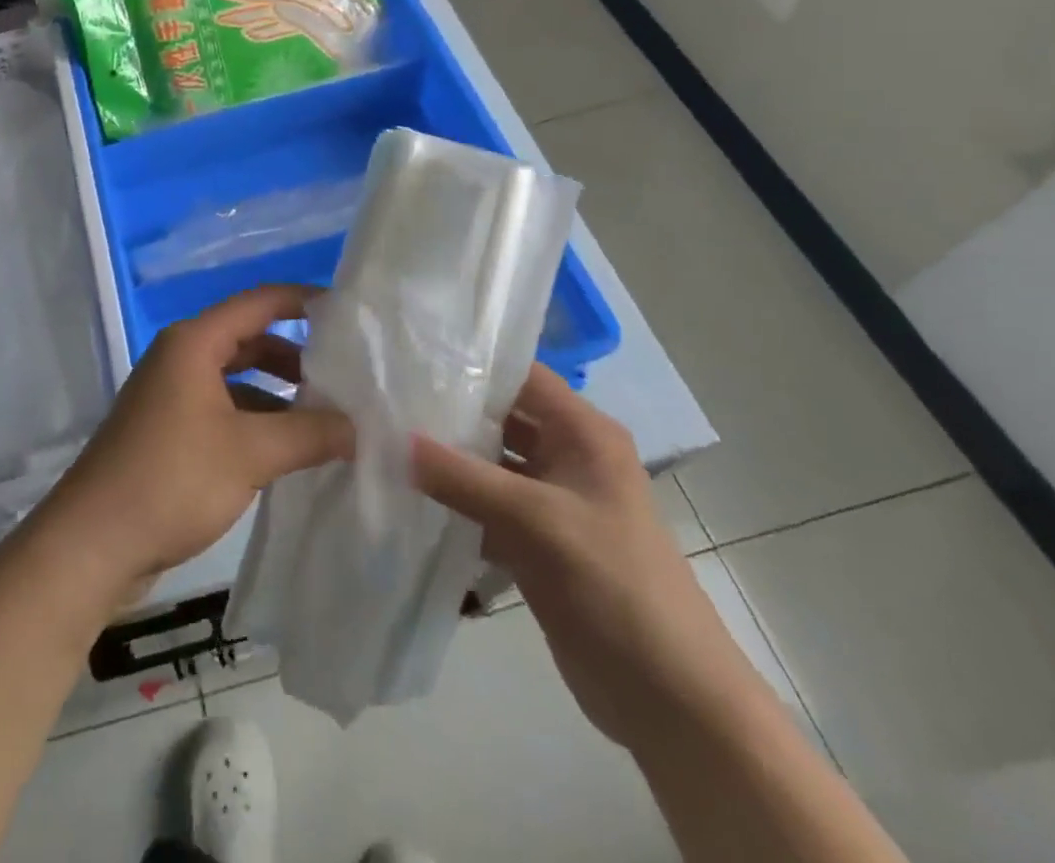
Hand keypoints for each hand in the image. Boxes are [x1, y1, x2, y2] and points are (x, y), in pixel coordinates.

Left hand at [36, 285, 353, 600]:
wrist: (92, 543)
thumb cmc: (171, 479)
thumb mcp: (250, 453)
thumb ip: (310, 433)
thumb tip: (360, 427)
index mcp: (194, 342)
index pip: (260, 302)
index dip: (304, 301)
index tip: (350, 315)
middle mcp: (181, 357)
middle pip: (250, 340)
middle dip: (297, 356)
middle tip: (346, 378)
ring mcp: (172, 395)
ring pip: (238, 379)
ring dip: (279, 395)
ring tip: (328, 420)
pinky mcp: (169, 431)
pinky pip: (224, 410)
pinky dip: (257, 422)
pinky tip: (289, 451)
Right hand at [411, 366, 767, 754]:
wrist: (668, 697)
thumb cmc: (613, 583)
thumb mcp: (535, 521)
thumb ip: (462, 477)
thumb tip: (394, 438)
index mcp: (583, 433)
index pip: (521, 374)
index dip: (471, 360)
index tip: (411, 356)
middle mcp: (568, 455)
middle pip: (501, 416)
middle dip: (449, 410)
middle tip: (387, 398)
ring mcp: (553, 500)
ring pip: (490, 462)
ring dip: (447, 458)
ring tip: (385, 438)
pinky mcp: (537, 540)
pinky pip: (487, 505)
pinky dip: (454, 501)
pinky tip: (408, 494)